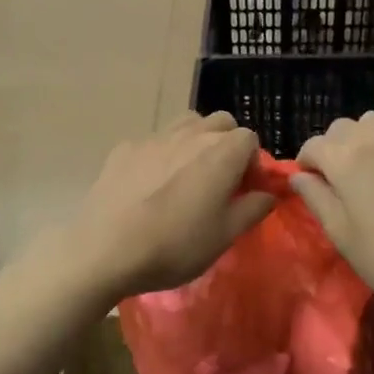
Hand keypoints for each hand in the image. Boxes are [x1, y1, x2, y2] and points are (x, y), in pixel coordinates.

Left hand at [68, 113, 274, 299]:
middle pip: (220, 123)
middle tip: (219, 180)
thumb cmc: (175, 246)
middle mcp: (190, 135)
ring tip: (187, 175)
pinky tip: (149, 184)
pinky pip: (153, 141)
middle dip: (227, 144)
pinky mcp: (124, 149)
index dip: (252, 164)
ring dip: (195, 141)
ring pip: (186, 124)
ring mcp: (154, 138)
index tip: (244, 191)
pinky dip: (161, 154)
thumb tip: (267, 194)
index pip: (250, 139)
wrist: (106, 251)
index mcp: (221, 153)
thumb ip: (253, 209)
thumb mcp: (225, 236)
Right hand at [291, 113, 373, 314]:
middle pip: (343, 127)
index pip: (313, 145)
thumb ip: (316, 199)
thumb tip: (299, 177)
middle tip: (337, 182)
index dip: (305, 164)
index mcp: (347, 158)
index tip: (310, 187)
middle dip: (333, 148)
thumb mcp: (342, 235)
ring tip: (367, 176)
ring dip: (362, 144)